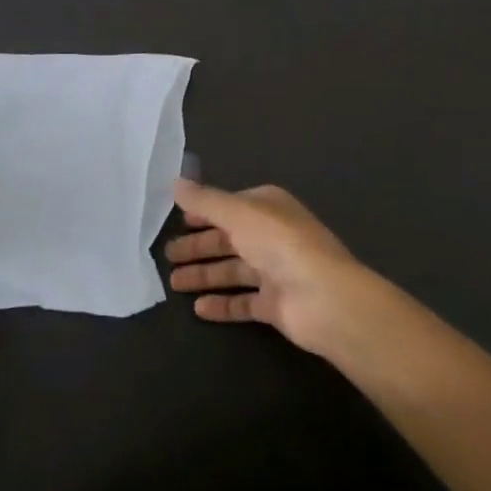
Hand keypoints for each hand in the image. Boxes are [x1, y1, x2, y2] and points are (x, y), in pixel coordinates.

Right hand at [165, 181, 374, 357]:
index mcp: (267, 207)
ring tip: (173, 282)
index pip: (229, 206)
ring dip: (204, 274)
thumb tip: (175, 182)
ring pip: (232, 270)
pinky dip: (221, 304)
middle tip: (167, 254)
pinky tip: (198, 308)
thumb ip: (205, 201)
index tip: (177, 220)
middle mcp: (271, 236)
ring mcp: (275, 271)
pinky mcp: (275, 305)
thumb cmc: (280, 244)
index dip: (203, 212)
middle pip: (228, 239)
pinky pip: (242, 302)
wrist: (324, 298)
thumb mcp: (238, 213)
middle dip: (199, 246)